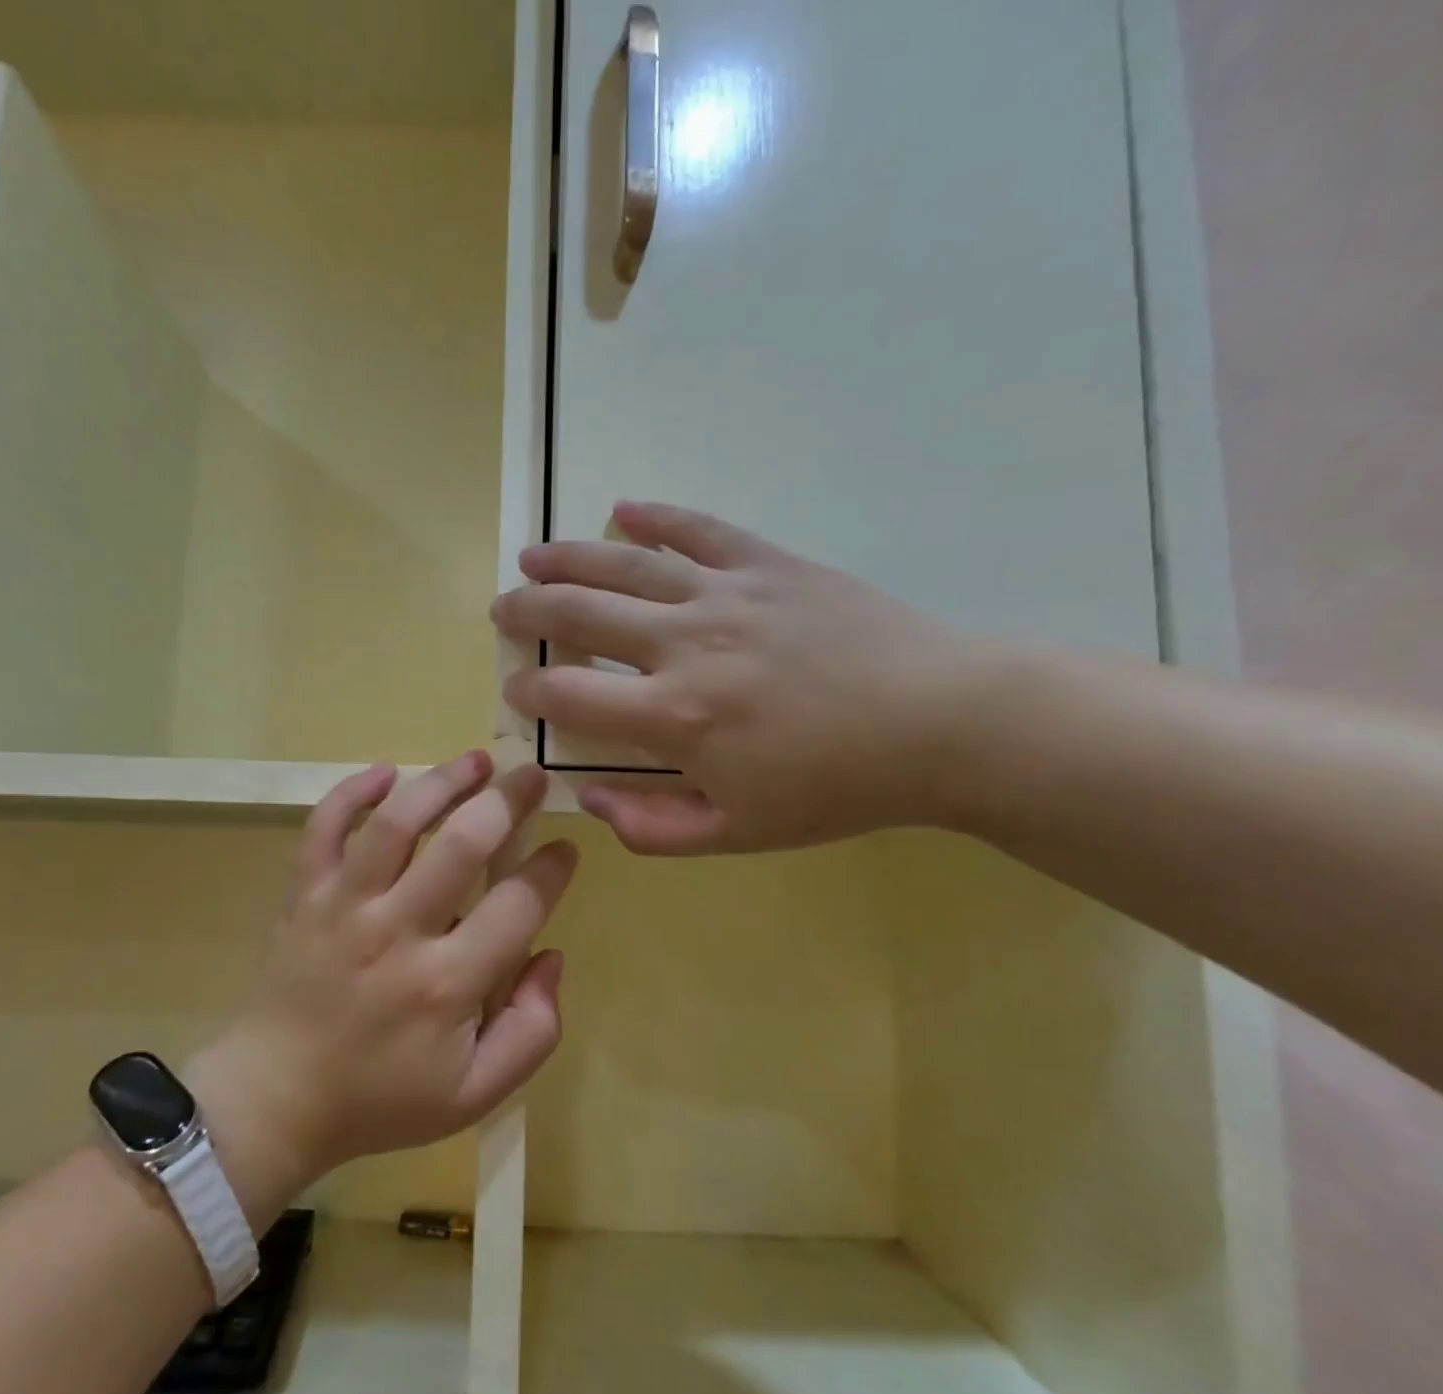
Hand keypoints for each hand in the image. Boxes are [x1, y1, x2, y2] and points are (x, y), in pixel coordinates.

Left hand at [190, 753, 577, 1195]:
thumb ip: (532, 1031)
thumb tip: (551, 955)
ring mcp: (343, 906)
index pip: (518, 906)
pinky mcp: (303, 894)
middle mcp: (396, 932)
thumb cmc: (382, 1098)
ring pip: (396, 823)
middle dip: (507, 802)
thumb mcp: (476, 1094)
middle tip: (532, 777)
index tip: (565, 849)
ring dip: (441, 782)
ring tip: (475, 759)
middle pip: (462, 846)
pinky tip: (387, 772)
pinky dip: (353, 792)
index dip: (551, 868)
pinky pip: (324, 827)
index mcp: (446, 985)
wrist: (276, 1099)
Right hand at [492, 501, 991, 853]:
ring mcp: (727, 594)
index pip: (570, 693)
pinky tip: (624, 509)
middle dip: (529, 610)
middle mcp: (686, 643)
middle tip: (502, 609)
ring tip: (532, 555)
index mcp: (675, 716)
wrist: (940, 724)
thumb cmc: (836, 788)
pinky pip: (700, 530)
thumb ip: (652, 826)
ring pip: (627, 564)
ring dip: (570, 557)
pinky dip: (657, 517)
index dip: (529, 688)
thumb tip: (587, 798)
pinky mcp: (768, 563)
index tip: (515, 686)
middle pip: (581, 614)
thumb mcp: (739, 834)